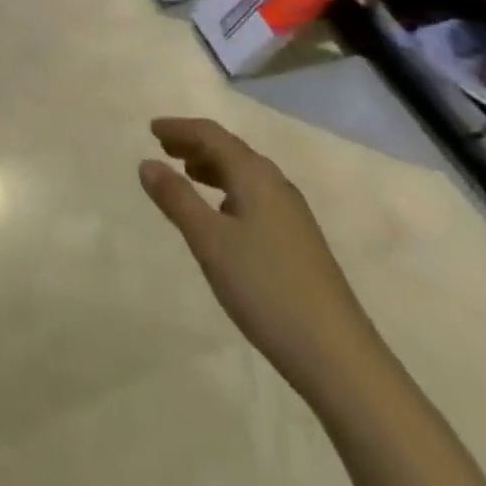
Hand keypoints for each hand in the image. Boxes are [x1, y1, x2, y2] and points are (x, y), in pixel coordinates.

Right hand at [140, 117, 374, 395]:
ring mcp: (292, 213)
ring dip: (212, 167)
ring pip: (245, 174)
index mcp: (255, 175)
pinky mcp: (299, 241)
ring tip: (187, 174)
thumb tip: (146, 162)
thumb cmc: (266, 289)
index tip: (151, 129)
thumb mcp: (210, 242)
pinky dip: (229, 190)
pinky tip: (222, 215)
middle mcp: (276, 184)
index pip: (211, 134)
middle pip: (230, 149)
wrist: (339, 356)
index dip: (180, 128)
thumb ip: (177, 199)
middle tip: (163, 146)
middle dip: (195, 144)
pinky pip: (255, 196)